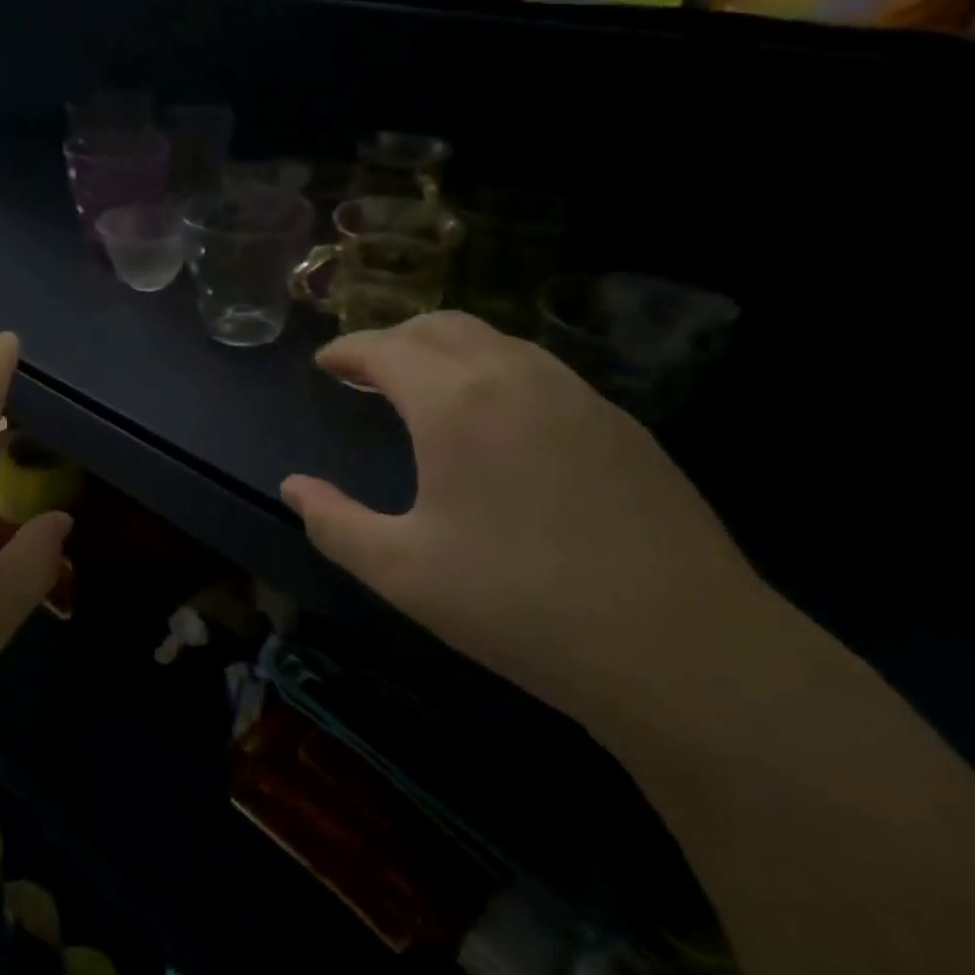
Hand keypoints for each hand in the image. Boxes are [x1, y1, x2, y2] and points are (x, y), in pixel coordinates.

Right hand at [280, 313, 761, 731]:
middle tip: (368, 370)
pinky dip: (497, 370)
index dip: (348, 351)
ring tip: (426, 385)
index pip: (385, 349)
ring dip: (448, 349)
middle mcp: (514, 377)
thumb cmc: (518, 605)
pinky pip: (540, 370)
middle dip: (395, 338)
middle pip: (441, 326)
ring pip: (497, 340)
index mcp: (454, 402)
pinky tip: (499, 419)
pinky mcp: (620, 423)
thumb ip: (333, 523)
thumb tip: (293, 487)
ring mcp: (576, 395)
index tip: (325, 363)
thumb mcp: (401, 572)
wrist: (682, 647)